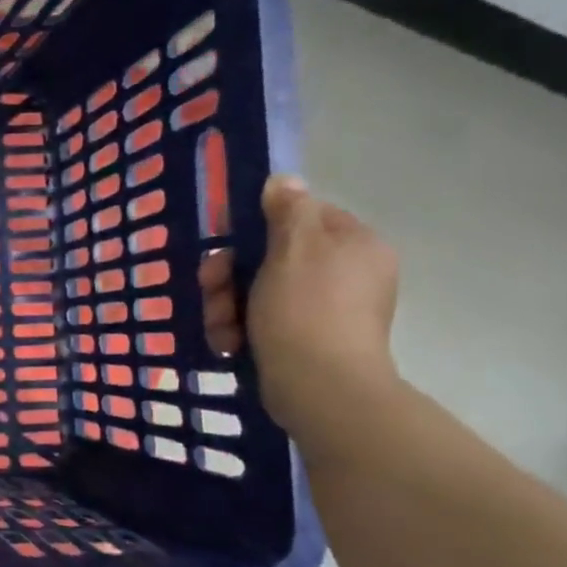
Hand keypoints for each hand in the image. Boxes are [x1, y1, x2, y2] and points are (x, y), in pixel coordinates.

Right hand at [246, 175, 400, 451]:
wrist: (320, 388)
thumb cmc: (305, 310)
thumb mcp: (292, 248)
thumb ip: (288, 209)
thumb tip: (285, 179)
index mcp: (354, 244)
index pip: (301, 215)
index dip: (255, 226)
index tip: (225, 243)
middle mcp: (347, 273)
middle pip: (271, 257)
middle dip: (231, 275)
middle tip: (212, 289)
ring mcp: (329, 310)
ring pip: (259, 291)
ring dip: (228, 306)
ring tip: (221, 327)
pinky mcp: (309, 341)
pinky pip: (265, 321)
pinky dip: (241, 330)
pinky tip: (229, 344)